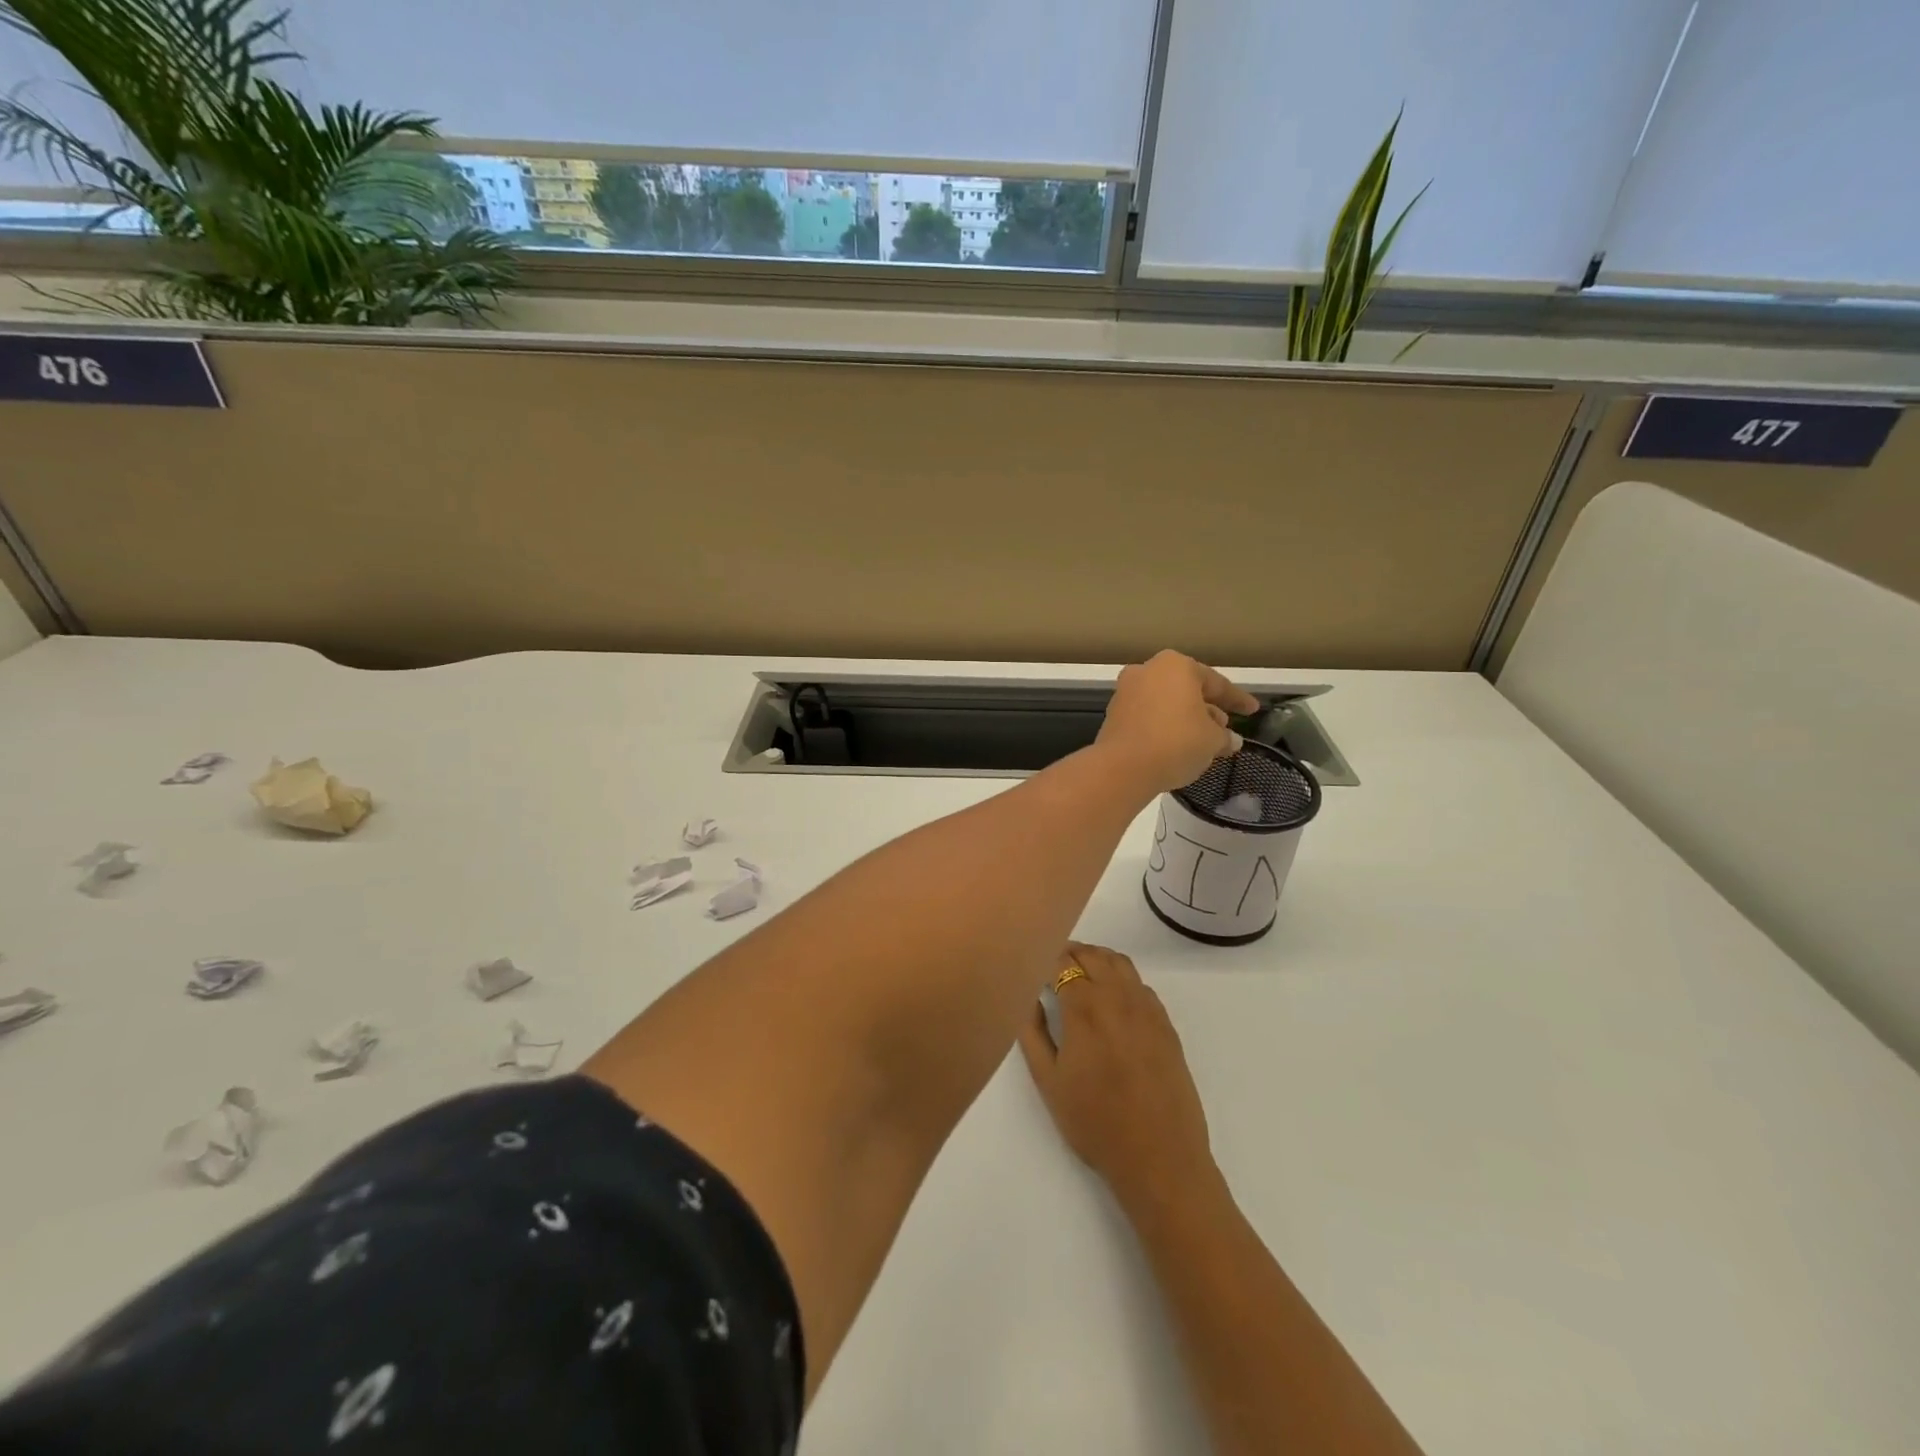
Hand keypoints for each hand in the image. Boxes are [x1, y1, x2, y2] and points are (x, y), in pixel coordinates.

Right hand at [1019, 944, 1215, 1210]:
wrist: (1159, 1157)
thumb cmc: (1094, 1123)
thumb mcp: (1047, 1081)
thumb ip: (1032, 1031)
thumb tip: (1029, 996)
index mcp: (1084, 1007)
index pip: (1062, 962)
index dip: (1045, 958)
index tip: (1032, 964)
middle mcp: (1117, 996)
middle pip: (1091, 955)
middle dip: (1069, 953)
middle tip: (1051, 966)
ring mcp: (1147, 1008)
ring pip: (1119, 963)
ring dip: (1097, 959)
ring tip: (1080, 975)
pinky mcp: (1166, 1023)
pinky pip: (1140, 983)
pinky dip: (1121, 977)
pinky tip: (1112, 999)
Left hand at [1096, 651, 1258, 795]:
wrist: (1123, 767)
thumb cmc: (1176, 743)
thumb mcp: (1212, 740)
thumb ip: (1225, 737)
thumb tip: (1231, 740)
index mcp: (1176, 666)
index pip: (1215, 683)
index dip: (1237, 699)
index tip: (1253, 709)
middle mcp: (1148, 670)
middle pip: (1187, 689)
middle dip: (1208, 708)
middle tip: (1226, 727)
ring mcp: (1126, 691)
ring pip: (1166, 703)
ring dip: (1186, 718)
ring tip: (1205, 740)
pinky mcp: (1114, 714)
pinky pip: (1148, 716)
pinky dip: (1165, 726)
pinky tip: (1178, 745)